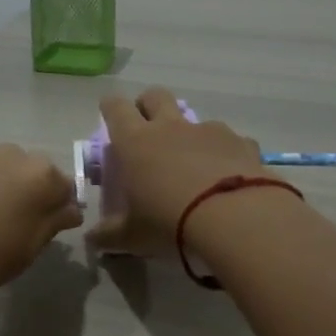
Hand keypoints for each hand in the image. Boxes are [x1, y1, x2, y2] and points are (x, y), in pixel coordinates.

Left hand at [0, 145, 82, 307]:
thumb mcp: (28, 248)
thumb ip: (53, 222)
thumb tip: (69, 209)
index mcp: (39, 174)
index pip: (65, 188)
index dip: (60, 210)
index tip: (48, 231)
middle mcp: (11, 155)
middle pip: (32, 175)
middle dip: (30, 196)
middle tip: (18, 229)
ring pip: (2, 174)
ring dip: (2, 192)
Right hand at [88, 87, 270, 257]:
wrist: (236, 219)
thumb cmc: (170, 223)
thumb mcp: (132, 236)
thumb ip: (109, 235)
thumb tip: (93, 239)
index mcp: (136, 142)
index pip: (115, 108)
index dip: (111, 108)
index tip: (109, 116)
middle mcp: (171, 127)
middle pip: (155, 96)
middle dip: (148, 106)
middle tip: (148, 131)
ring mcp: (209, 131)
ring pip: (194, 119)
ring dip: (189, 135)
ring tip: (193, 165)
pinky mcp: (242, 143)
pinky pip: (230, 141)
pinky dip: (225, 154)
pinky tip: (229, 178)